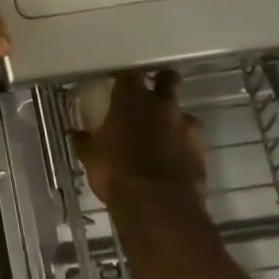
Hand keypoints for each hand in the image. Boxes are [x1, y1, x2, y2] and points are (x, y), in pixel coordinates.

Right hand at [74, 71, 206, 207]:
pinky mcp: (201, 149)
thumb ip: (85, 140)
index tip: (119, 85)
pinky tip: (175, 158)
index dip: (124, 79)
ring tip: (164, 136)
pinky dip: (184, 145)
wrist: (157, 204)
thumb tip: (77, 134)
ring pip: (183, 112)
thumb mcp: (90, 156)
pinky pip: (192, 140)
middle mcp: (160, 104)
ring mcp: (185, 125)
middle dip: (163, 82)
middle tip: (152, 95)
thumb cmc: (115, 172)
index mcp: (130, 99)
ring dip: (174, 120)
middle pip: (168, 79)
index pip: (128, 75)